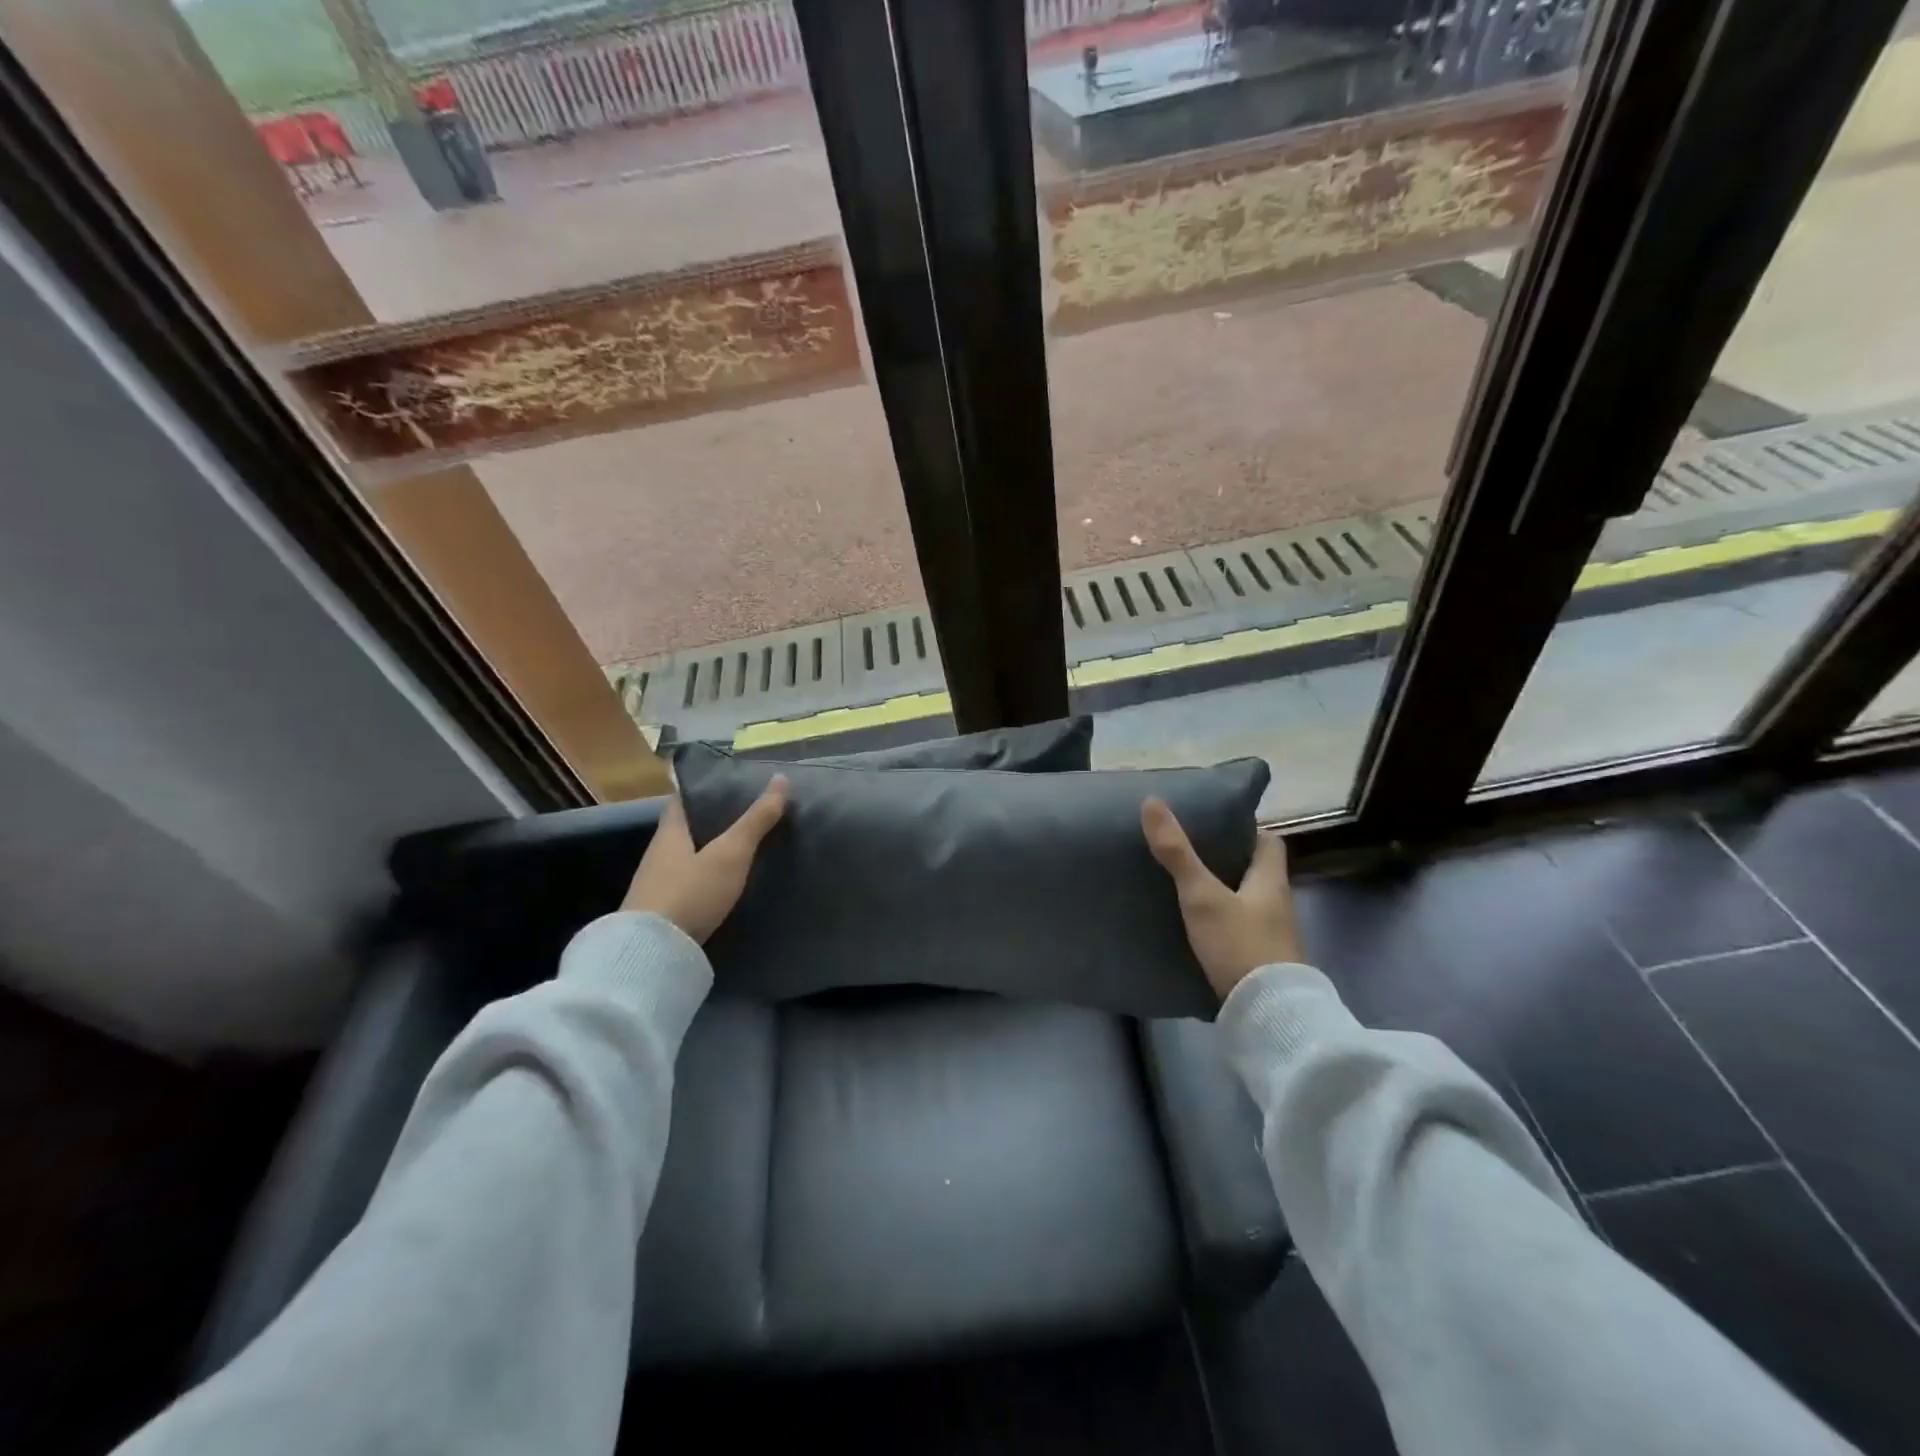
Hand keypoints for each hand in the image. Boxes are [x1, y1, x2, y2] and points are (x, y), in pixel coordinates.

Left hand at [623, 777, 787, 942]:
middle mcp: (657, 854)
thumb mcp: (731, 854)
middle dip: (710, 822)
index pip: (683, 800)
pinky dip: (704, 877)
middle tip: (745, 816)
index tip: (730, 785)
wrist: (652, 953)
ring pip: (685, 857)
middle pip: (685, 828)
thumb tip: (781, 778)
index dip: (704, 790)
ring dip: (707, 852)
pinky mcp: (659, 912)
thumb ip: (755, 820)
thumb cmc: (692, 892)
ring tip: (740, 849)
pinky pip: (685, 883)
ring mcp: (655, 885)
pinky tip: (722, 884)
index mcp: (670, 832)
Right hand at [1141, 797, 1301, 999]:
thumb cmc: (1240, 944)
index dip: (1246, 830)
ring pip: (1246, 901)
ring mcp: (1272, 936)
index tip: (1215, 825)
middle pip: (1255, 871)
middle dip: (1227, 861)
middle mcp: (1278, 904)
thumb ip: (1177, 852)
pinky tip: (1195, 927)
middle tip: (1189, 853)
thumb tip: (1152, 801)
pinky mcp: (1260, 962)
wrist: (1268, 1015)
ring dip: (1223, 893)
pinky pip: (1240, 930)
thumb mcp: (1202, 895)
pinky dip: (1221, 923)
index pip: (1269, 842)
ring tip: (1185, 886)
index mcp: (1271, 880)